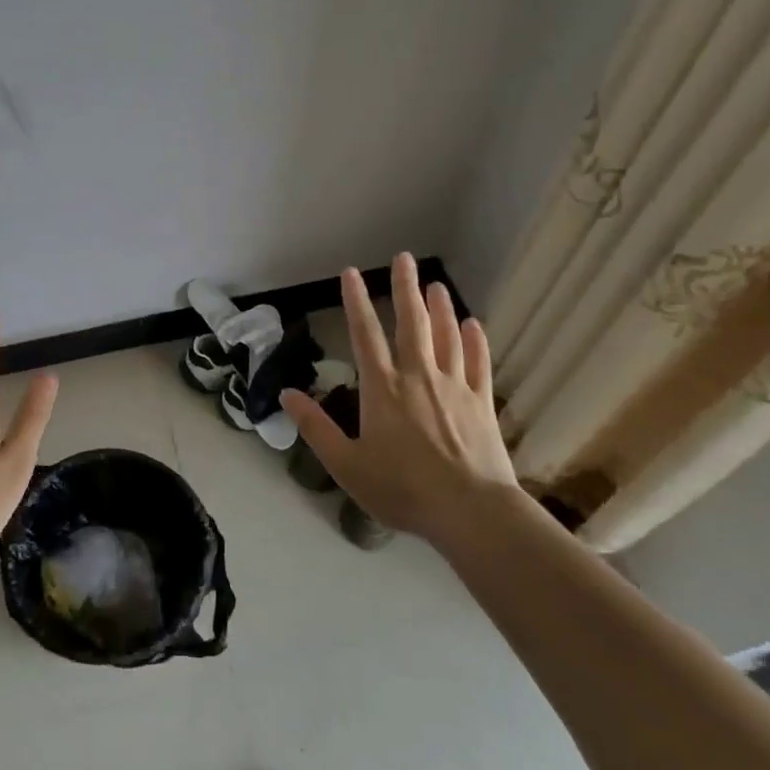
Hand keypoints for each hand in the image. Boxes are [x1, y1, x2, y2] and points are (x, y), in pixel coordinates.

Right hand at [280, 254, 522, 539]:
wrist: (470, 511)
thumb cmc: (401, 489)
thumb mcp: (346, 464)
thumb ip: (316, 427)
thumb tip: (287, 394)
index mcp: (382, 389)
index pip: (365, 335)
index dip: (356, 301)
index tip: (351, 273)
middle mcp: (418, 377)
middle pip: (411, 323)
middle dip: (405, 288)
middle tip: (404, 258)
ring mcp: (454, 386)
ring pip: (446, 336)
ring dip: (440, 307)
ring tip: (436, 284)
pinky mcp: (482, 402)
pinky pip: (478, 362)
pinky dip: (475, 341)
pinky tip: (473, 325)